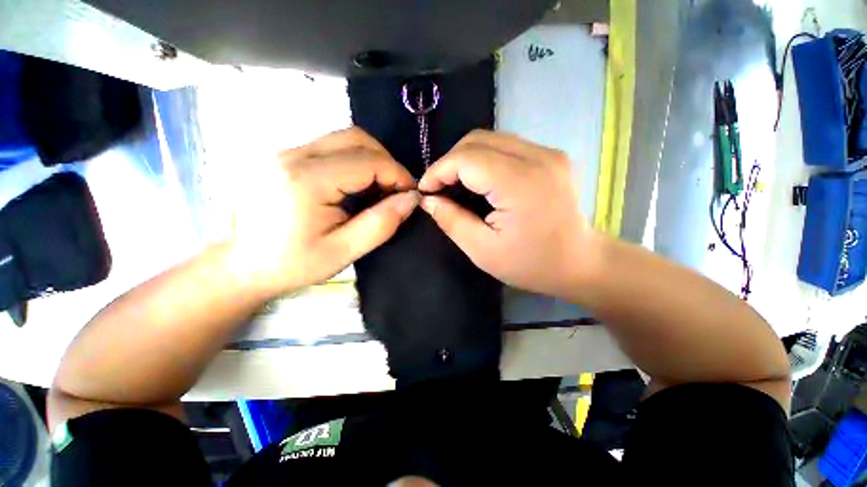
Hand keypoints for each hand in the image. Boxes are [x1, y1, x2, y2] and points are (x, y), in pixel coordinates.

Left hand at [230, 127, 418, 295]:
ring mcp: (284, 151)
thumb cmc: (294, 264)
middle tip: (395, 189)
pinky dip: (353, 160)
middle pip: (356, 138)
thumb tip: (412, 199)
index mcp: (307, 180)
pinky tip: (355, 184)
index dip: (397, 174)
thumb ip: (381, 223)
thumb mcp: (344, 251)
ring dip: (370, 158)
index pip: (368, 161)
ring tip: (378, 187)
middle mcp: (293, 155)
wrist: (243, 264)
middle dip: (385, 161)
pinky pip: (329, 146)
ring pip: (343, 138)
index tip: (410, 194)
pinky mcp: (283, 155)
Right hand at [418, 130, 596, 297]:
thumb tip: (428, 200)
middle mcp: (537, 157)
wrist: (579, 262)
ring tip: (454, 184)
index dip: (438, 170)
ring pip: (491, 139)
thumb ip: (451, 220)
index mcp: (520, 183)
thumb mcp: (482, 250)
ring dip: (465, 159)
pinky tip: (479, 180)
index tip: (425, 190)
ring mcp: (548, 152)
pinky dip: (484, 159)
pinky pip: (506, 146)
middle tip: (438, 188)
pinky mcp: (550, 156)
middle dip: (449, 162)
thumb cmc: (530, 264)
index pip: (466, 158)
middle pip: (477, 140)